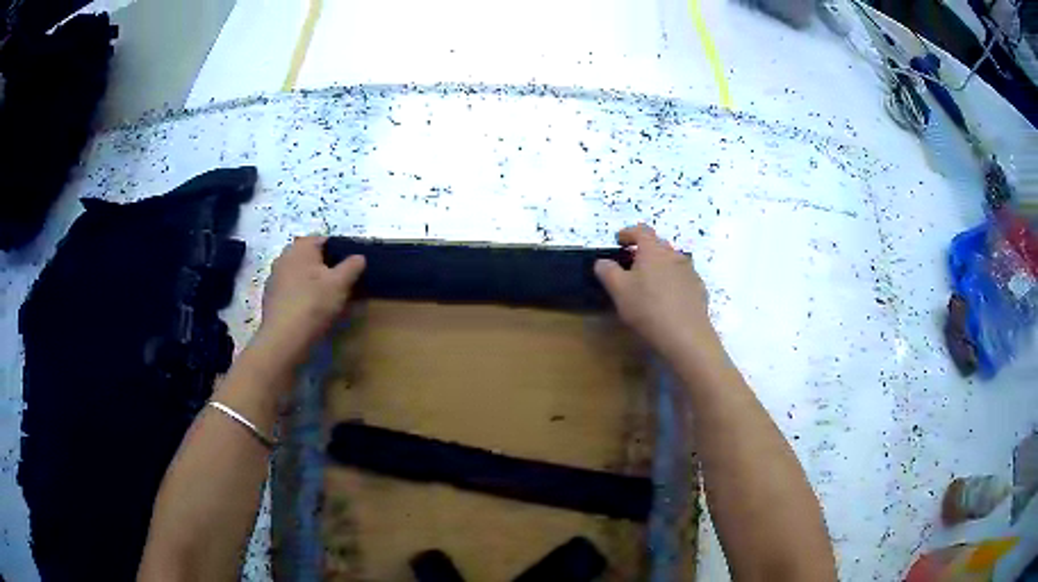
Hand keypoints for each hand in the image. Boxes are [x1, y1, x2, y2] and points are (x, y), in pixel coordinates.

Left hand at [254, 236, 364, 366]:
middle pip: (310, 258)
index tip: (350, 268)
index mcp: (301, 247)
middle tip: (341, 285)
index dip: (339, 251)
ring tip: (327, 300)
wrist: (284, 339)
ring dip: (312, 282)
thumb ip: (352, 267)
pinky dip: (301, 296)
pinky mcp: (270, 298)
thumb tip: (359, 257)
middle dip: (325, 267)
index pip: (323, 240)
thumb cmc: (313, 304)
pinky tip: (310, 312)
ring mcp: (274, 278)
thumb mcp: (340, 284)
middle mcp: (284, 257)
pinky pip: (291, 290)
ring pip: (300, 274)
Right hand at [594, 225, 715, 357]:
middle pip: (658, 245)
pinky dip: (672, 282)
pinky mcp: (699, 290)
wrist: (686, 335)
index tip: (619, 240)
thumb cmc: (648, 308)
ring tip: (649, 283)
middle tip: (631, 263)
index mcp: (653, 250)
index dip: (628, 233)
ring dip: (659, 266)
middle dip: (644, 250)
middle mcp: (674, 255)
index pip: (641, 231)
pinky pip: (682, 278)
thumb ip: (608, 271)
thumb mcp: (619, 290)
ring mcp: (690, 272)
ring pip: (671, 262)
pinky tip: (666, 299)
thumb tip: (603, 262)